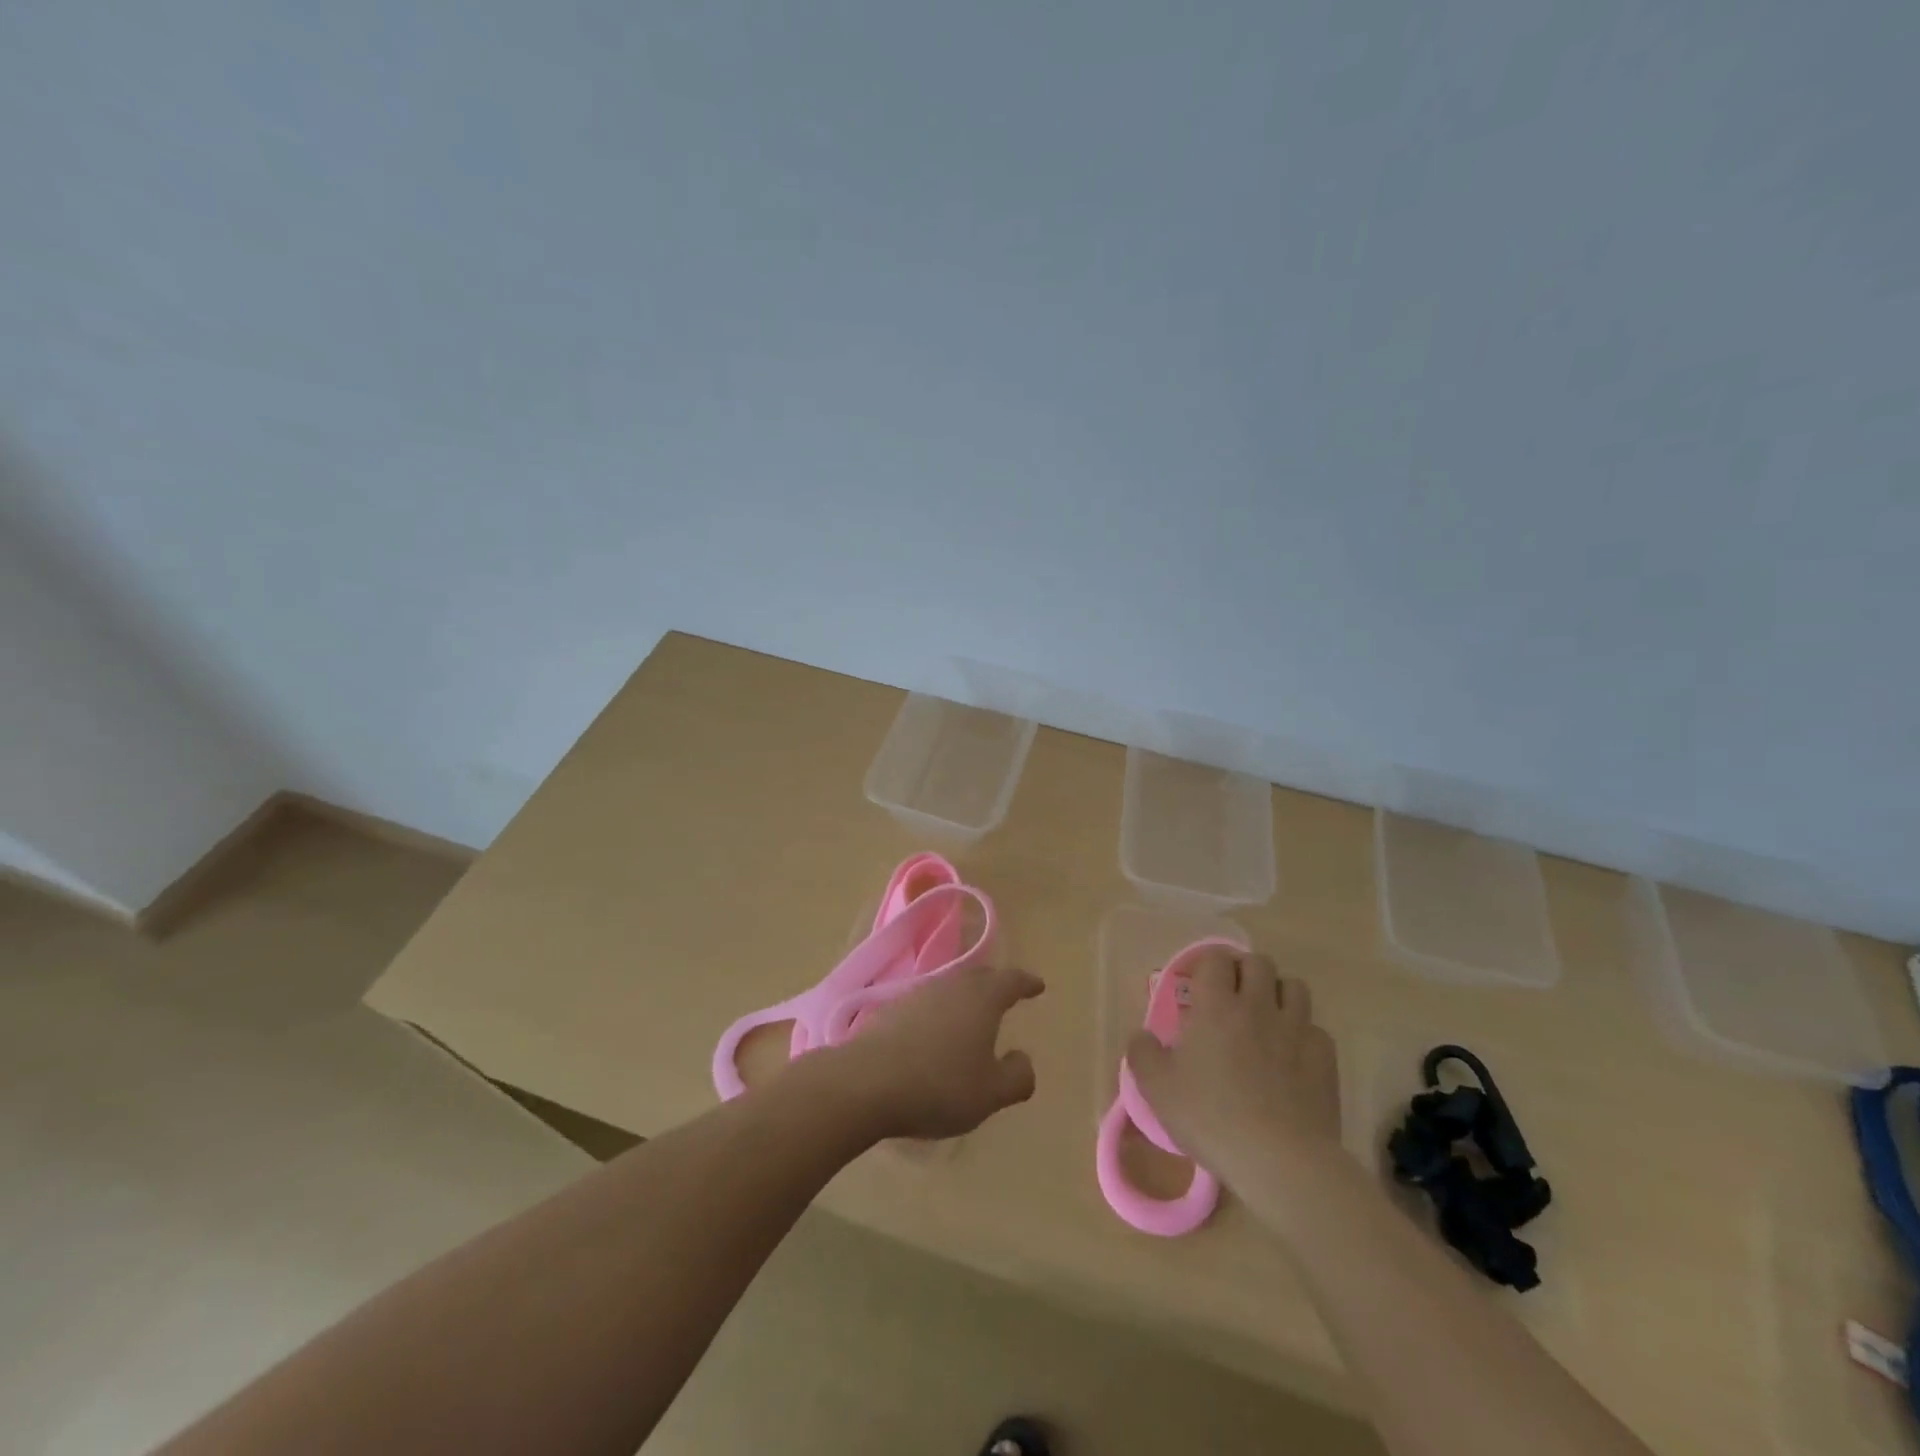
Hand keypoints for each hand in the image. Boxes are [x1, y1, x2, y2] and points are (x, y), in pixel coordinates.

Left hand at [817, 965, 1044, 1140]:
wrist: (865, 1083)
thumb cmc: (938, 1085)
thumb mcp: (990, 1093)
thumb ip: (1016, 1076)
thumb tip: (1023, 1059)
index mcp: (981, 998)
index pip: (1011, 981)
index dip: (1027, 983)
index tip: (1038, 985)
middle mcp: (951, 985)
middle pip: (979, 977)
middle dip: (995, 985)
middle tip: (1006, 995)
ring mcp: (917, 994)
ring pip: (950, 988)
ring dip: (964, 999)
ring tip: (971, 1017)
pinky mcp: (890, 1010)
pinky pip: (926, 1005)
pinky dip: (938, 1014)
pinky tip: (934, 1035)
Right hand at [1125, 948, 1339, 1189]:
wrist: (1280, 1160)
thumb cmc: (1210, 1117)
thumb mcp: (1157, 1088)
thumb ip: (1142, 1053)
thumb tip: (1142, 1036)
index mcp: (1215, 1005)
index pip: (1215, 959)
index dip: (1206, 964)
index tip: (1195, 983)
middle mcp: (1258, 1006)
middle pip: (1259, 962)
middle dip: (1244, 971)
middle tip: (1230, 996)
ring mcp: (1296, 1030)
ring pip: (1294, 986)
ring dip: (1278, 993)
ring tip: (1265, 1016)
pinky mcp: (1325, 1058)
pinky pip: (1316, 1028)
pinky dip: (1303, 1034)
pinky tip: (1292, 1056)